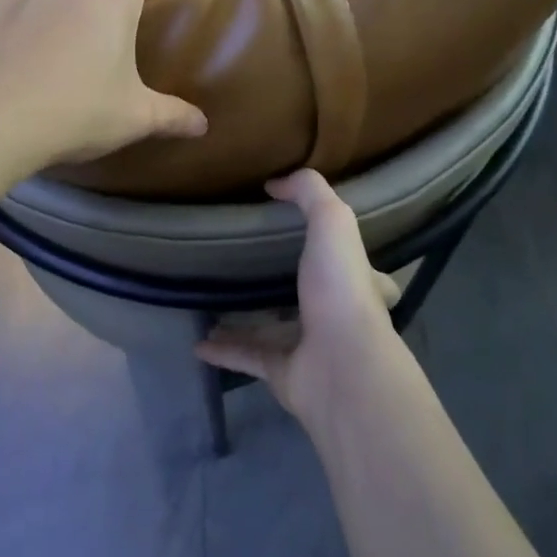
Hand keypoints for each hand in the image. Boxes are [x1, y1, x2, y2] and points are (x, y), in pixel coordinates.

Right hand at [194, 169, 403, 423]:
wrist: (340, 367)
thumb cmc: (340, 288)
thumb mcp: (332, 221)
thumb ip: (309, 193)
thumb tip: (275, 182)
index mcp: (357, 283)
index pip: (356, 267)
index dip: (340, 254)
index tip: (312, 241)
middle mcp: (338, 316)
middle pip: (312, 297)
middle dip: (287, 285)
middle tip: (250, 267)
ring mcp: (311, 348)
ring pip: (274, 329)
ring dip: (247, 319)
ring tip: (214, 300)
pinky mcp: (284, 374)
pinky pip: (247, 357)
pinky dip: (223, 350)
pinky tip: (198, 342)